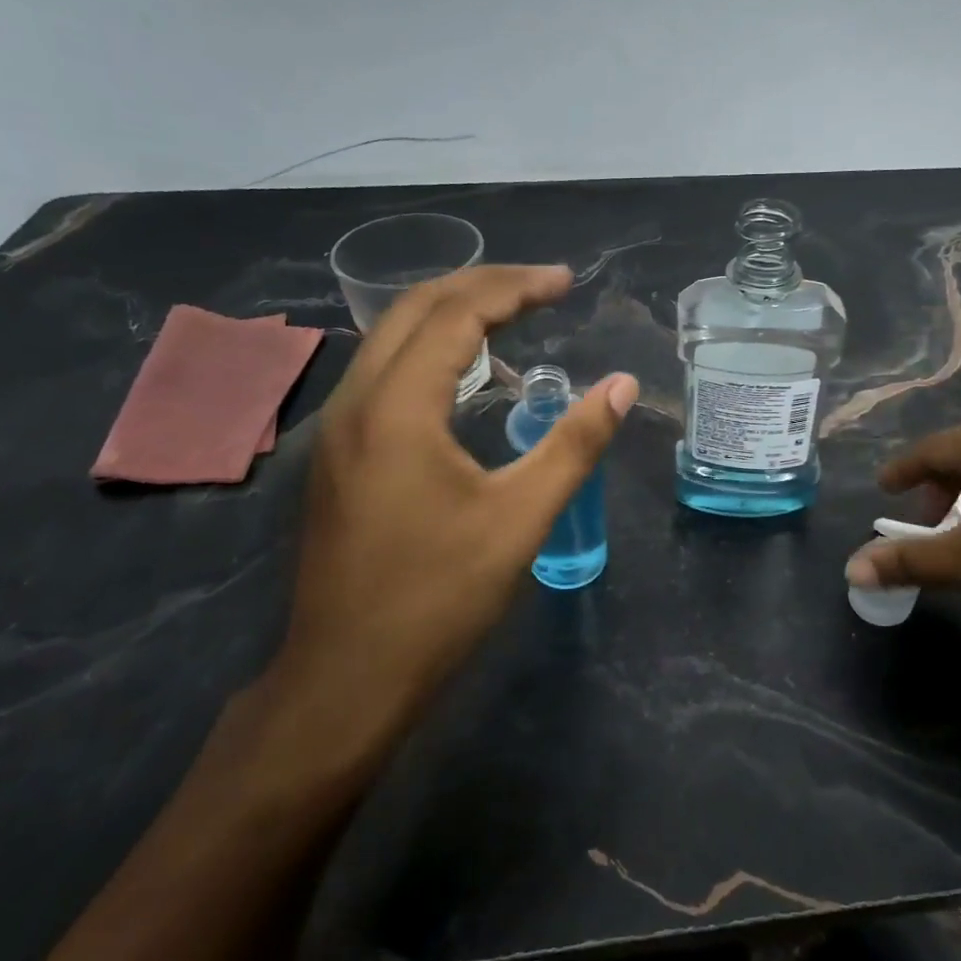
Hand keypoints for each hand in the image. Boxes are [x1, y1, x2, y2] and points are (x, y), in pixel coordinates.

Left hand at [260, 265, 636, 778]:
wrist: (346, 677)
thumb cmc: (437, 599)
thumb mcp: (520, 519)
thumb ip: (573, 445)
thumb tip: (622, 387)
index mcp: (397, 407)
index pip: (457, 313)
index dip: (515, 287)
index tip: (567, 282)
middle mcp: (356, 403)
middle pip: (415, 310)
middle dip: (482, 286)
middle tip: (542, 288)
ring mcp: (338, 431)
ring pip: (391, 340)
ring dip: (452, 317)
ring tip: (513, 320)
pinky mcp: (339, 458)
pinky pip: (384, 376)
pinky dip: (430, 355)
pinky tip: (467, 383)